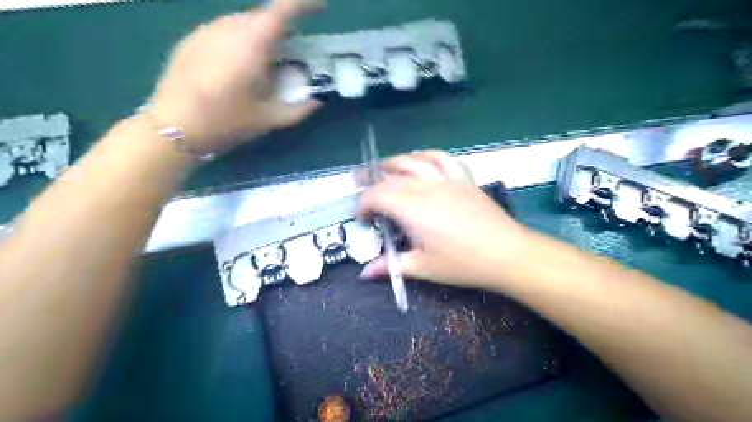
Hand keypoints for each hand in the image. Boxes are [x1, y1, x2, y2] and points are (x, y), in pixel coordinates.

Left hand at [149, 1, 320, 154]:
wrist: (174, 127)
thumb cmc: (227, 122)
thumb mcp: (271, 119)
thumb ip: (301, 107)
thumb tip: (319, 96)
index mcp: (251, 44)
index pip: (282, 10)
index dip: (304, 3)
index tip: (321, 6)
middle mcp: (228, 28)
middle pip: (263, 16)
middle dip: (282, 28)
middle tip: (290, 54)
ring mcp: (206, 30)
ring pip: (243, 22)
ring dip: (260, 36)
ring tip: (262, 64)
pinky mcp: (192, 38)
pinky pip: (225, 31)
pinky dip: (240, 41)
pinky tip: (236, 68)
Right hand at [357, 149, 530, 289]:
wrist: (506, 253)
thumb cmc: (462, 263)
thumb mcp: (423, 267)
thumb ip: (391, 265)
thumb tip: (364, 273)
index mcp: (413, 208)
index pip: (378, 195)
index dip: (364, 203)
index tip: (361, 216)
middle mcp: (426, 187)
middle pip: (392, 175)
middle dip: (371, 179)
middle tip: (358, 182)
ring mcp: (446, 179)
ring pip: (414, 160)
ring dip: (394, 162)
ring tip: (383, 167)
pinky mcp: (462, 179)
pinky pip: (441, 158)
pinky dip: (425, 155)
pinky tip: (420, 159)